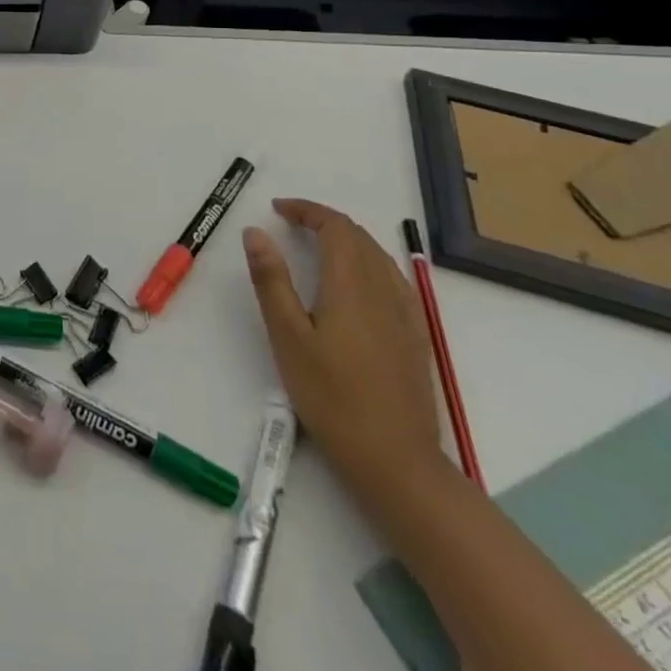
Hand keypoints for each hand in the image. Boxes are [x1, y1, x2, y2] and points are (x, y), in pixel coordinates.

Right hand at [242, 198, 444, 503]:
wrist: (396, 461)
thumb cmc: (331, 396)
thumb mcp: (287, 336)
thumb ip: (271, 280)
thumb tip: (255, 231)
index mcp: (351, 285)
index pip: (335, 227)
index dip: (306, 210)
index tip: (276, 209)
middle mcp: (384, 290)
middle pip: (359, 237)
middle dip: (324, 221)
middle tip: (289, 224)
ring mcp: (405, 314)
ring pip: (378, 257)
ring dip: (347, 240)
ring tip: (316, 246)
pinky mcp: (415, 337)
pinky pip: (393, 280)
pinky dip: (367, 263)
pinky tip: (354, 284)